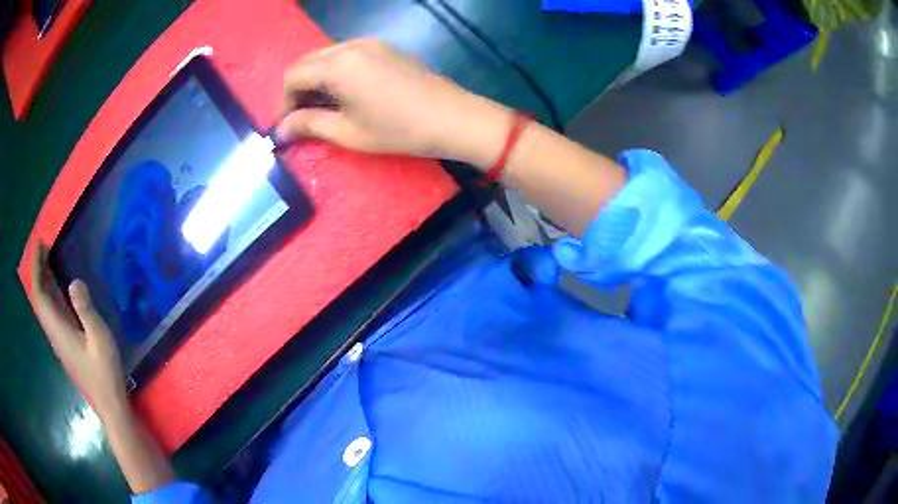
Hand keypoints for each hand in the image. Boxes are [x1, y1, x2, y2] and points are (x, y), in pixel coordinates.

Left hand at [30, 242, 126, 413]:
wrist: (109, 403)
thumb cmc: (104, 371)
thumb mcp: (100, 339)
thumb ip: (85, 310)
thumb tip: (74, 281)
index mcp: (58, 329)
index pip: (40, 294)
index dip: (37, 268)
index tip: (40, 244)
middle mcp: (54, 332)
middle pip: (39, 298)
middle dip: (38, 270)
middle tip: (44, 246)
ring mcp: (59, 339)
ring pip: (44, 305)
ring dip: (43, 281)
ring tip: (48, 260)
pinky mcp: (65, 343)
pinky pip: (51, 312)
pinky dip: (50, 294)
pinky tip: (57, 288)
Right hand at [277, 39, 511, 168]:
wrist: (453, 118)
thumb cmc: (399, 130)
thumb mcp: (348, 133)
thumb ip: (309, 125)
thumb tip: (281, 130)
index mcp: (339, 65)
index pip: (293, 75)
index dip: (283, 102)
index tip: (286, 126)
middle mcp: (351, 46)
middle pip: (307, 62)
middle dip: (297, 89)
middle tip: (300, 118)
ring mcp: (370, 43)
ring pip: (326, 56)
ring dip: (315, 80)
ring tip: (321, 108)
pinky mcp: (384, 47)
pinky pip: (346, 55)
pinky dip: (334, 72)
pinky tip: (343, 94)